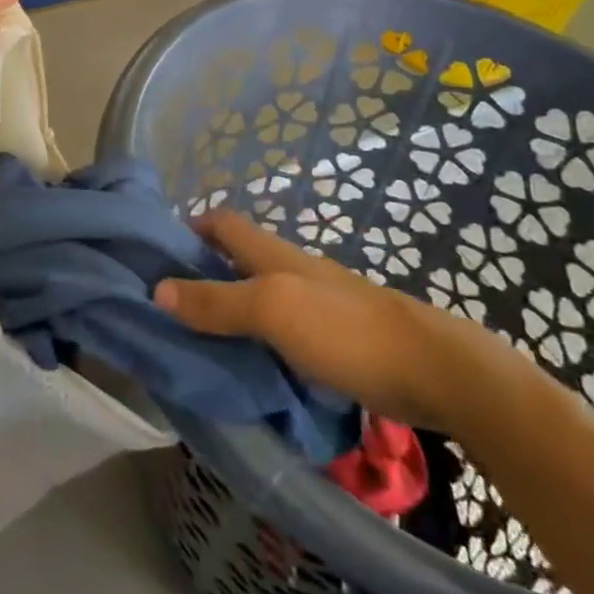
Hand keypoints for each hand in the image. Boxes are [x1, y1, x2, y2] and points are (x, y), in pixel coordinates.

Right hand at [154, 210, 526, 433]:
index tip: (157, 254)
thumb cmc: (346, 330)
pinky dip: (258, 339)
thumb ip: (217, 301)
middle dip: (204, 272)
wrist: (436, 371)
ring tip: (198, 341)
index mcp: (274, 254)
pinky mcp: (335, 340)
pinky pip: (282, 330)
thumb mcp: (273, 310)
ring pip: (260, 295)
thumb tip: (158, 289)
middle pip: (238, 258)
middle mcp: (292, 270)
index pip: (223, 222)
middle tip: (168, 306)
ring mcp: (317, 305)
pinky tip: (249, 366)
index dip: (191, 228)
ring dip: (230, 309)